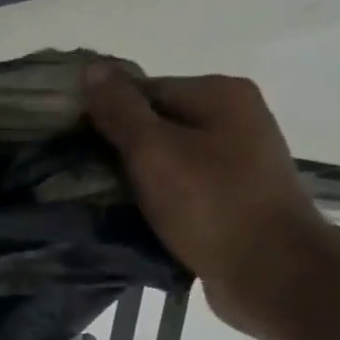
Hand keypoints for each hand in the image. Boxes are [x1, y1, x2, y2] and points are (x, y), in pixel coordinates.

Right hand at [83, 64, 339, 335]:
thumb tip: (91, 68)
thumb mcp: (154, 152)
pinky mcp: (230, 196)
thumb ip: (120, 111)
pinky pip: (179, 186)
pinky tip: (132, 216)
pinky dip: (154, 198)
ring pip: (165, 158)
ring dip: (133, 177)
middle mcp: (233, 117)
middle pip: (154, 122)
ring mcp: (235, 158)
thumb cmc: (210, 204)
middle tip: (79, 176)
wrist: (270, 270)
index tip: (69, 146)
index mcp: (219, 94)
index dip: (103, 115)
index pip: (143, 89)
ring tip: (100, 200)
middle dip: (116, 148)